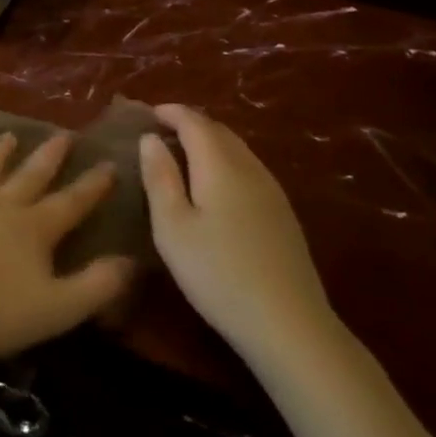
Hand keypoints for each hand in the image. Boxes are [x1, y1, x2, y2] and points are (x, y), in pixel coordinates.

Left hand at [0, 131, 134, 362]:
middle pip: (30, 176)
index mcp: (34, 228)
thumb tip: (130, 261)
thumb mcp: (58, 309)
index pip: (71, 202)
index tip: (110, 164)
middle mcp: (0, 204)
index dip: (93, 185)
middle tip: (63, 135)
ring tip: (10, 135)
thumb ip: (97, 285)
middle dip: (50, 156)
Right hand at [140, 104, 337, 358]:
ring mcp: (272, 191)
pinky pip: (248, 170)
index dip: (170, 112)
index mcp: (220, 165)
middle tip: (160, 133)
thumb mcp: (172, 226)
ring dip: (208, 144)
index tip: (147, 114)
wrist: (288, 324)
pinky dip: (225, 163)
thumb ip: (159, 177)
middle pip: (219, 131)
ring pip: (237, 150)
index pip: (194, 121)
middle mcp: (250, 168)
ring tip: (182, 157)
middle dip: (189, 124)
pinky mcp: (283, 214)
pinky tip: (214, 188)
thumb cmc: (217, 273)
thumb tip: (150, 138)